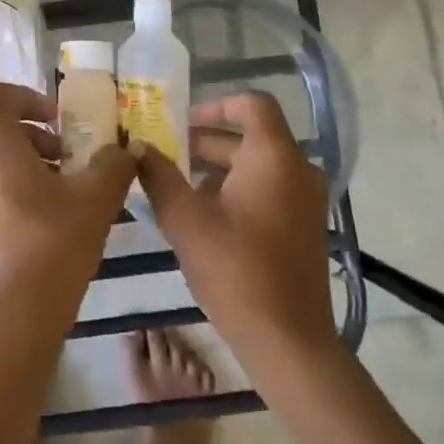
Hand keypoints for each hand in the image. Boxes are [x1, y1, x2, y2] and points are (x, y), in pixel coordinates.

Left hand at [0, 83, 134, 360]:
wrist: (7, 322)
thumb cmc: (50, 246)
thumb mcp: (95, 200)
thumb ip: (113, 164)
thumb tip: (127, 149)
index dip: (30, 98)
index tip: (59, 122)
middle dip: (33, 138)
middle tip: (66, 163)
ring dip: (19, 164)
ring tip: (55, 196)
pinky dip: (1, 189)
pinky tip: (32, 224)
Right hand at [135, 92, 339, 367]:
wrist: (288, 340)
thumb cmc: (235, 268)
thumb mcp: (184, 218)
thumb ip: (158, 175)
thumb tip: (138, 147)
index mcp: (273, 156)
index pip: (251, 104)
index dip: (215, 104)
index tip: (181, 121)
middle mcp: (297, 169)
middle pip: (251, 136)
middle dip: (206, 141)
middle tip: (165, 154)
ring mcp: (306, 200)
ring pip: (258, 165)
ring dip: (218, 168)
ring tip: (176, 186)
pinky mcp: (304, 227)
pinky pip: (269, 189)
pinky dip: (237, 189)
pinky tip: (203, 216)